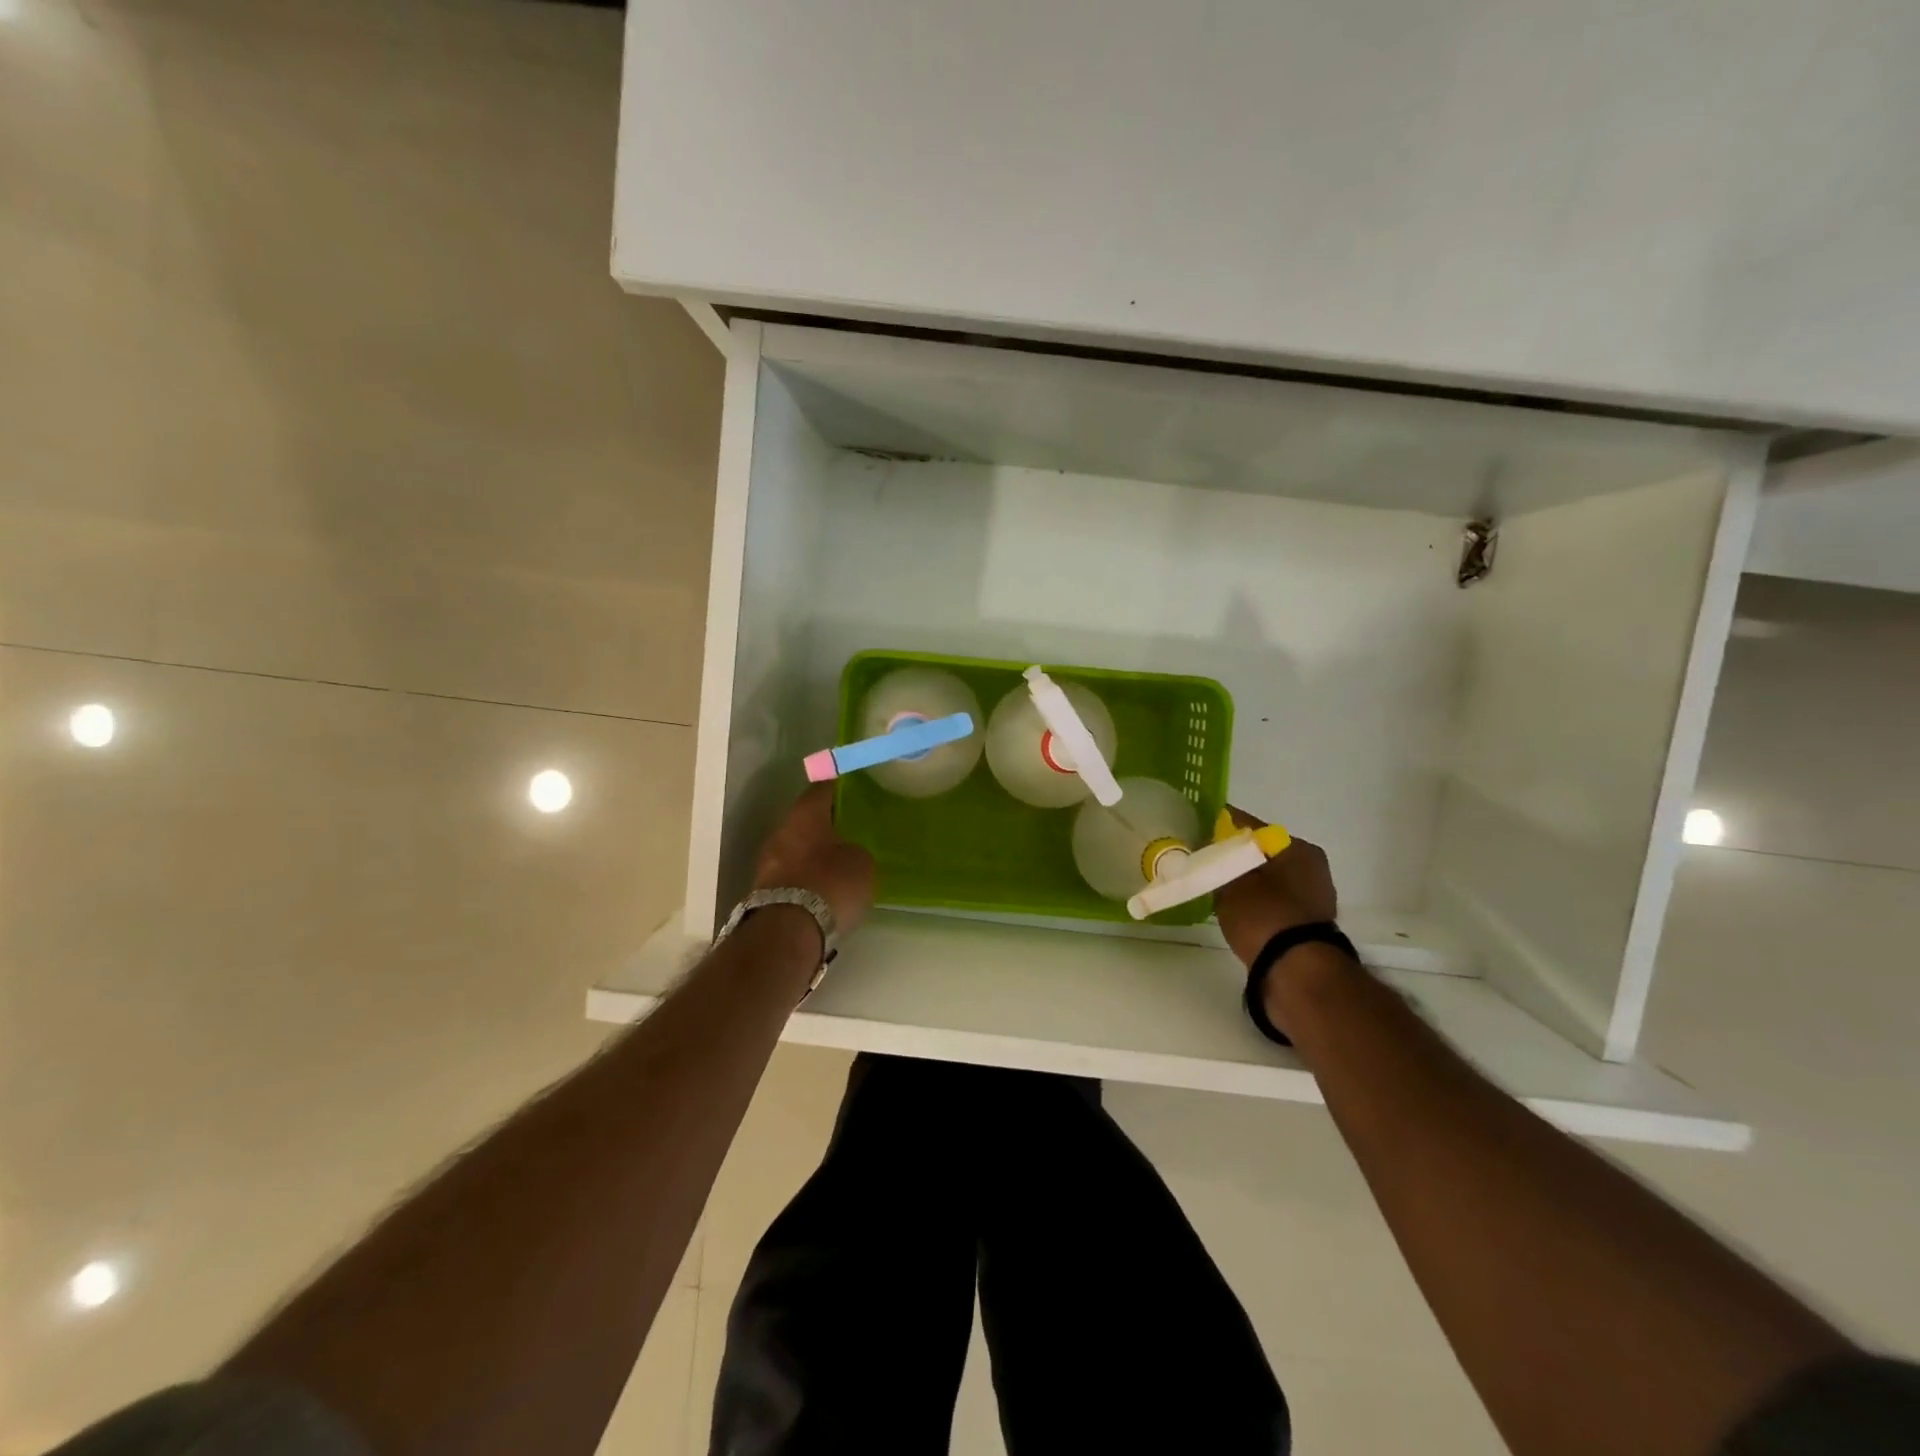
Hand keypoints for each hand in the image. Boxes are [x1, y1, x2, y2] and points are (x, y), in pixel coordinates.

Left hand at [753, 785, 876, 935]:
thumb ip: (856, 850)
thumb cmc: (830, 885)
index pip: (821, 789)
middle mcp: (780, 832)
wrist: (788, 932)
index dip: (837, 788)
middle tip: (847, 832)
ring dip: (812, 855)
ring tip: (836, 865)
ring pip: (794, 849)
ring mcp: (767, 863)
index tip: (852, 790)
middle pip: (804, 821)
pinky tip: (822, 890)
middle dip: (823, 826)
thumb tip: (848, 853)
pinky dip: (804, 879)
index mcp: (805, 815)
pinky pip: (789, 876)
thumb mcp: (862, 863)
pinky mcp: (762, 892)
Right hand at [1211, 805, 1337, 966]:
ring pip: (1267, 878)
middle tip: (1203, 862)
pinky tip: (1232, 908)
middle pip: (1261, 853)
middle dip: (1233, 856)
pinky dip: (1253, 902)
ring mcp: (1313, 898)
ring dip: (1243, 880)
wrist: (1296, 971)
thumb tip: (1212, 845)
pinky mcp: (1306, 925)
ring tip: (1213, 887)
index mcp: (1298, 848)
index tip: (1197, 831)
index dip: (1221, 827)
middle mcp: (1312, 868)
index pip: (1251, 826)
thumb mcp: (1231, 880)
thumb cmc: (1263, 915)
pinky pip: (1271, 902)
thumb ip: (1220, 858)